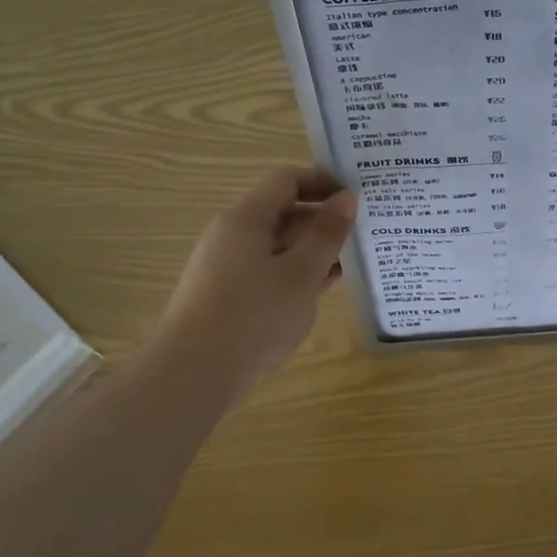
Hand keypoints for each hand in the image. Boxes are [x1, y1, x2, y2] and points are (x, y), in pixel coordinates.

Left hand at [159, 166, 356, 381]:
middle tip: (363, 232)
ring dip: (314, 250)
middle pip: (283, 211)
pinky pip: (270, 271)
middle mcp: (233, 235)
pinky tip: (324, 289)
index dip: (323, 182)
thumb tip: (347, 197)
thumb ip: (326, 233)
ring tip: (353, 262)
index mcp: (245, 218)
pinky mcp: (229, 296)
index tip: (357, 197)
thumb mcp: (301, 273)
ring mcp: (228, 267)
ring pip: (279, 245)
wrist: (192, 377)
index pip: (287, 180)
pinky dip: (297, 274)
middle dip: (323, 219)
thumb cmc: (252, 317)